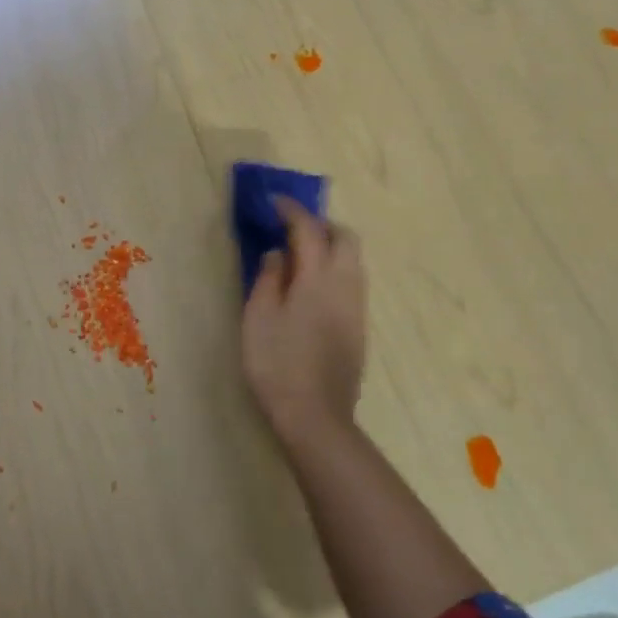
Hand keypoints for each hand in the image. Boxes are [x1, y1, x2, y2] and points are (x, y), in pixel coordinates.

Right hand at [241, 197, 366, 448]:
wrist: (316, 416)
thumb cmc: (277, 363)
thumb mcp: (259, 317)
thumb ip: (269, 278)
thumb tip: (279, 253)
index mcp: (318, 278)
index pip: (309, 229)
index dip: (292, 210)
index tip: (274, 201)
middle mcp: (345, 285)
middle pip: (345, 238)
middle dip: (321, 224)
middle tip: (292, 228)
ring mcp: (356, 307)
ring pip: (353, 260)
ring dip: (331, 246)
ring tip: (300, 255)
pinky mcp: (359, 327)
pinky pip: (352, 281)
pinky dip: (335, 268)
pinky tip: (311, 286)